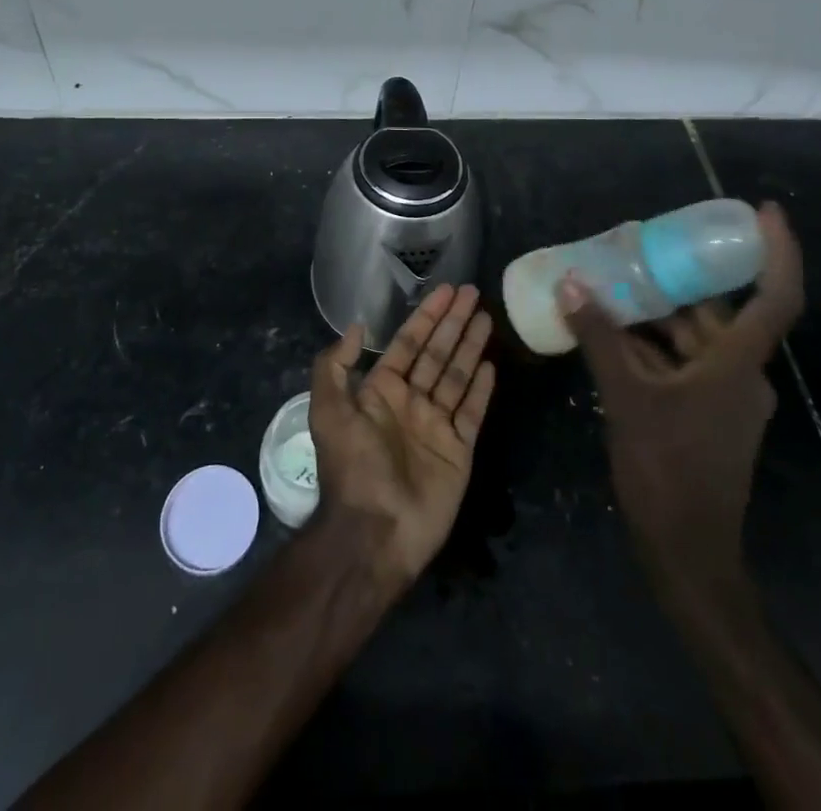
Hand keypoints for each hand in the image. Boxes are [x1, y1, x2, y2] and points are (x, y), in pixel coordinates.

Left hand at [308, 284, 496, 591]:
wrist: (375, 531)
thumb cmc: (353, 466)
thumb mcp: (328, 410)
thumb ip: (335, 365)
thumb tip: (357, 327)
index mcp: (381, 392)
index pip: (408, 343)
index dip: (426, 316)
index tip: (445, 290)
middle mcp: (410, 402)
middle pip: (436, 353)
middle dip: (453, 322)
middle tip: (472, 292)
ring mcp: (437, 426)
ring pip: (457, 375)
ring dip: (470, 346)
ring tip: (486, 317)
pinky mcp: (459, 450)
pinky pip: (472, 412)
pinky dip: (482, 389)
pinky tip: (492, 364)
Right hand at [562, 203, 804, 602]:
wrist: (686, 552)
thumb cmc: (666, 469)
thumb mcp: (626, 396)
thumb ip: (599, 338)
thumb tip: (572, 285)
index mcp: (737, 365)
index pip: (776, 298)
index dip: (777, 252)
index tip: (763, 212)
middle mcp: (740, 374)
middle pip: (719, 312)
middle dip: (683, 278)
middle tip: (645, 244)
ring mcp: (725, 396)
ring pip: (695, 338)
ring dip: (659, 312)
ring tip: (616, 281)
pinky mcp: (707, 413)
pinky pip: (683, 362)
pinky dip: (654, 344)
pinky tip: (613, 331)